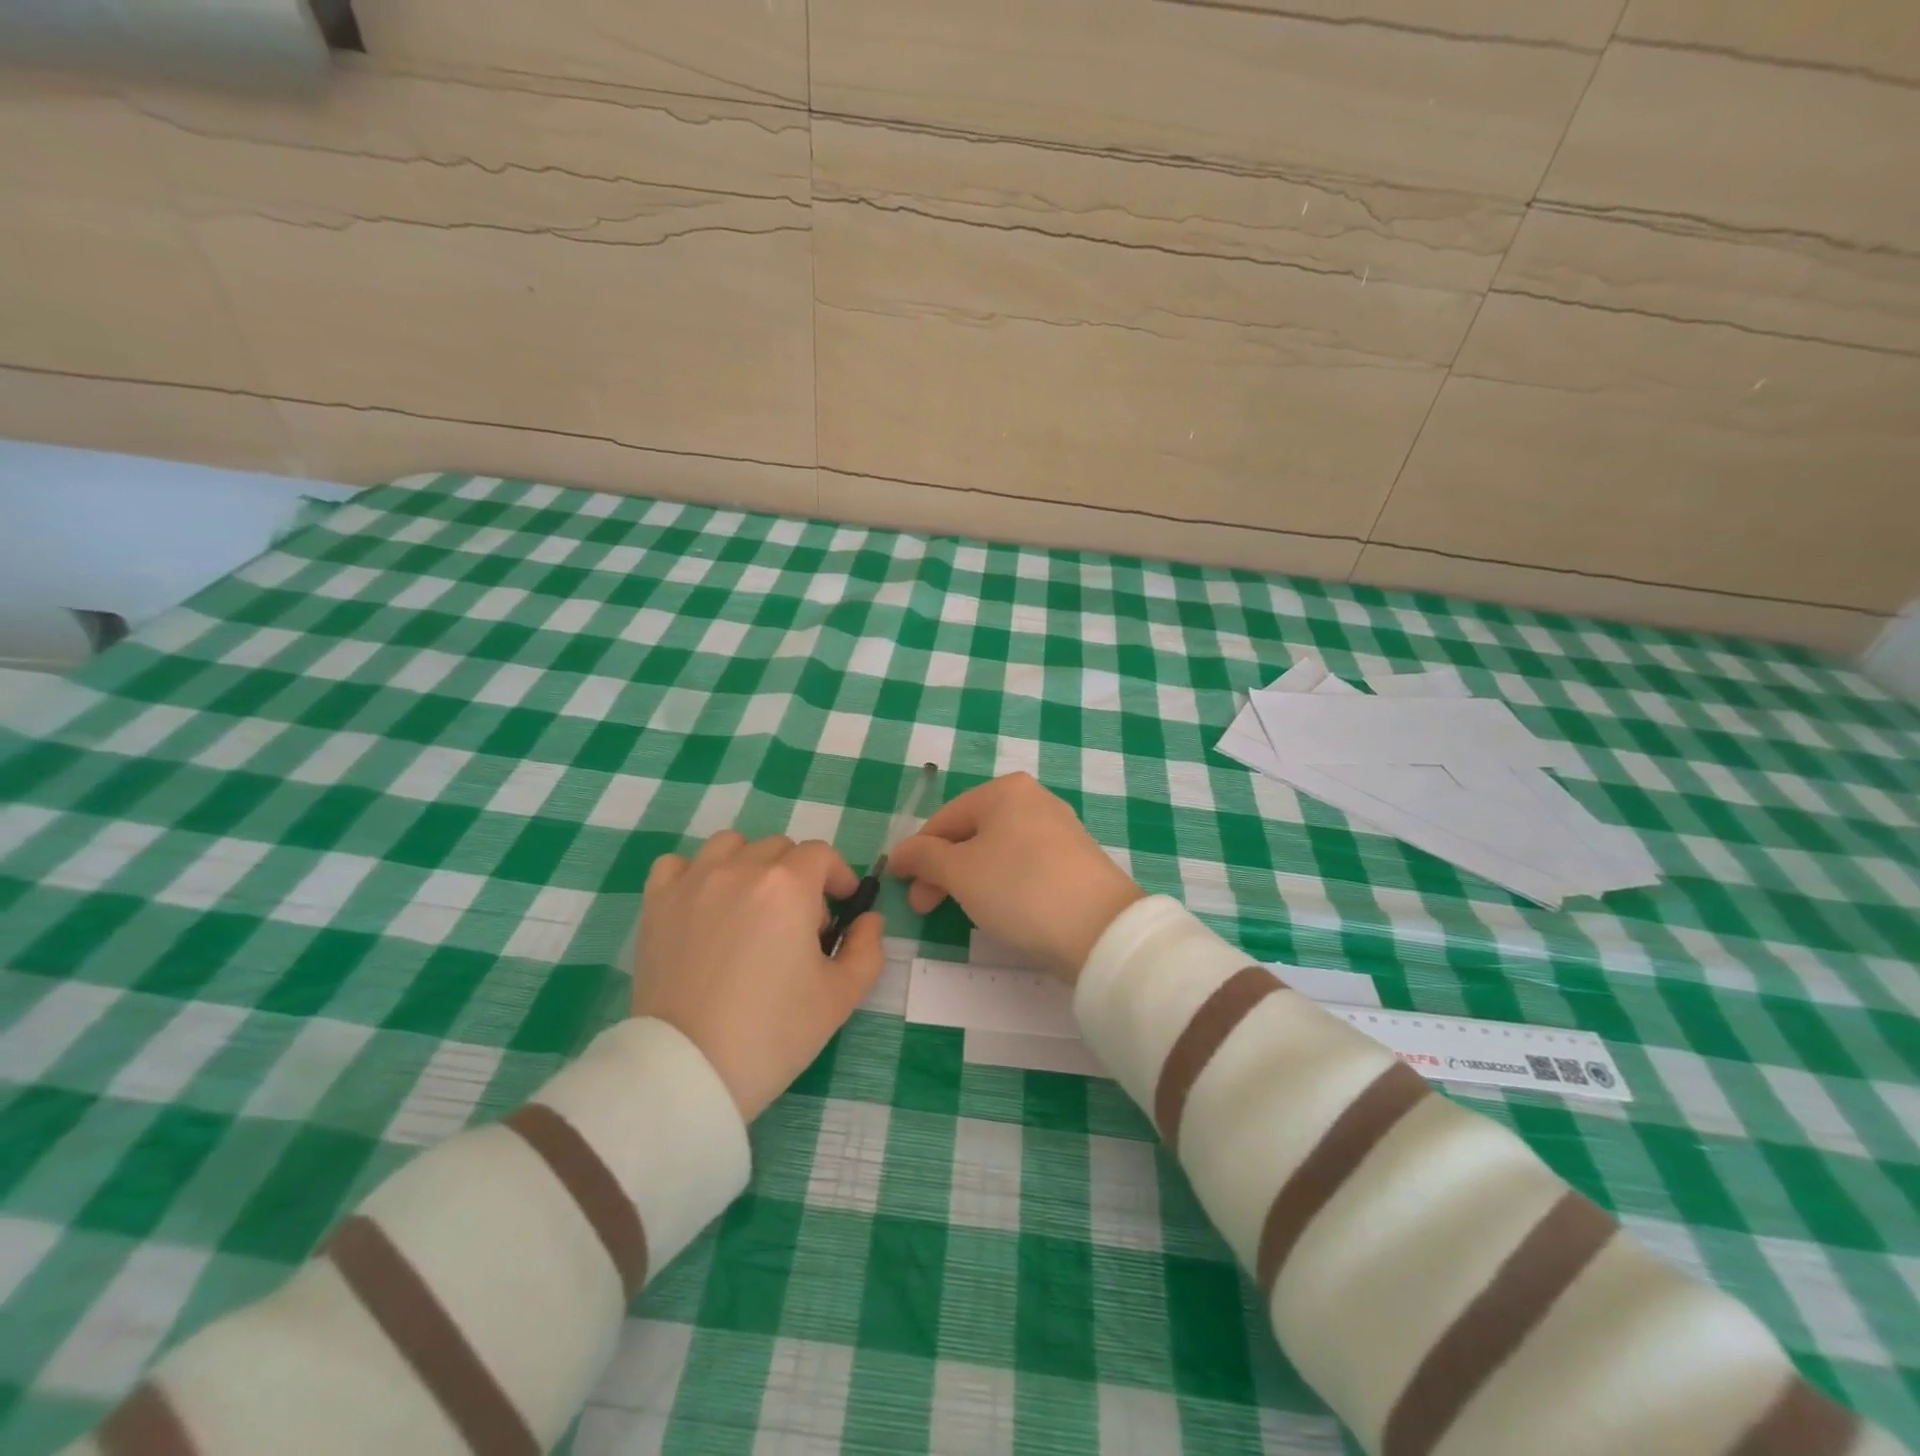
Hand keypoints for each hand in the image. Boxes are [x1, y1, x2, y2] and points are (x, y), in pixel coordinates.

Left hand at [636, 832, 883, 1119]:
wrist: (689, 1070)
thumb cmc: (773, 1032)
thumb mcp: (841, 997)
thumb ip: (867, 948)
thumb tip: (868, 920)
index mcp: (788, 886)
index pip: (822, 855)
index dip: (838, 877)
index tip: (841, 908)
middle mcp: (740, 869)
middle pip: (779, 848)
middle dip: (798, 875)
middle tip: (798, 923)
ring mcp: (693, 882)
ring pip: (730, 845)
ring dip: (750, 864)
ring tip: (751, 906)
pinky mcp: (657, 904)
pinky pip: (678, 865)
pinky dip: (695, 874)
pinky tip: (704, 904)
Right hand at [888, 773, 1144, 981]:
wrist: (1100, 929)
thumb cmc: (1020, 889)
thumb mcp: (959, 872)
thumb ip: (923, 857)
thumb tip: (901, 853)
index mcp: (1005, 790)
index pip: (944, 819)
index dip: (916, 853)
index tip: (901, 887)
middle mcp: (1034, 799)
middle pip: (972, 833)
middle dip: (942, 870)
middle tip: (925, 907)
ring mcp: (1059, 829)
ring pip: (997, 851)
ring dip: (970, 879)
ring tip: (961, 911)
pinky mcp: (1076, 860)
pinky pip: (1024, 865)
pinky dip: (1002, 884)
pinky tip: (1000, 909)